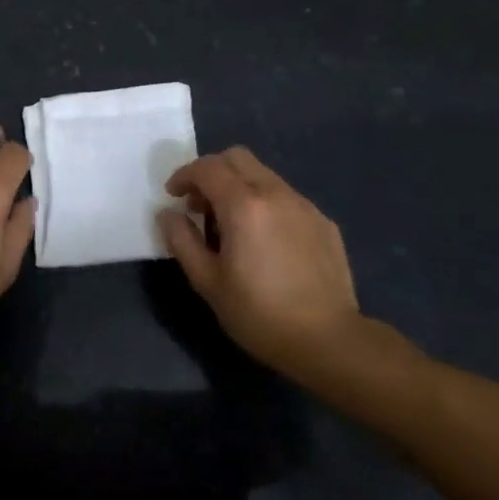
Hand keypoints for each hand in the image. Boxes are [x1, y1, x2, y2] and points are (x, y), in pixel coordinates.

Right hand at [157, 147, 386, 389]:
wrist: (329, 341)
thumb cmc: (259, 314)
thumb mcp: (207, 282)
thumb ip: (182, 240)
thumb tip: (168, 214)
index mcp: (243, 205)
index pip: (207, 167)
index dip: (184, 175)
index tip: (174, 196)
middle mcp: (275, 193)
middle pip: (237, 157)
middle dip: (212, 172)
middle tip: (201, 204)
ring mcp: (303, 205)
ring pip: (263, 175)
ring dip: (240, 187)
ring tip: (232, 224)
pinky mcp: (323, 221)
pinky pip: (286, 197)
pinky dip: (266, 203)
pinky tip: (266, 240)